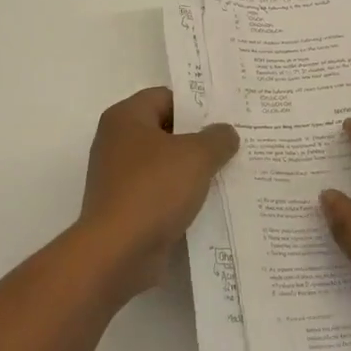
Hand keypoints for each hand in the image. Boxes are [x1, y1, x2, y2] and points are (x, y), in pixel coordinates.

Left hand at [76, 87, 238, 299]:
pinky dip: (181, 197)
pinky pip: (160, 193)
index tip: (226, 117)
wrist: (117, 253)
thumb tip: (225, 133)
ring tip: (229, 174)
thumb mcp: (196, 156)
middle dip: (199, 139)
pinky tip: (210, 204)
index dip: (196, 105)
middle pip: (165, 131)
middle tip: (234, 144)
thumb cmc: (153, 190)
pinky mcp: (125, 208)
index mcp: (126, 118)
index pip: (165, 97)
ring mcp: (119, 178)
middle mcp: (117, 142)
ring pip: (165, 165)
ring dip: (192, 171)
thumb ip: (217, 138)